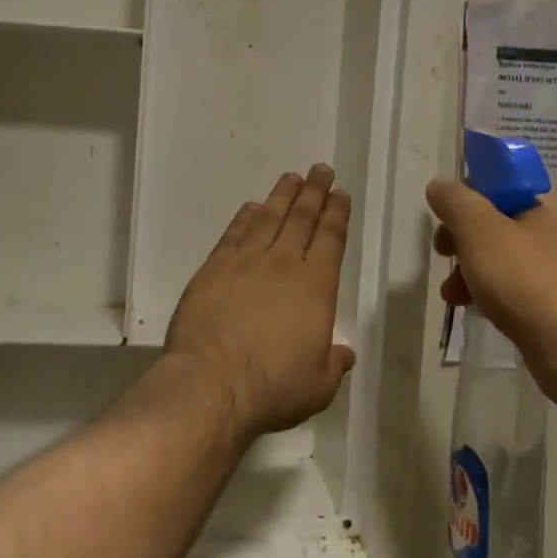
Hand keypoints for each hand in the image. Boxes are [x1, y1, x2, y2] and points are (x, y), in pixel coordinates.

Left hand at [160, 165, 355, 439]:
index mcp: (315, 286)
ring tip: (291, 178)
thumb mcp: (318, 385)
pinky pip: (233, 235)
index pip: (331, 239)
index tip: (340, 195)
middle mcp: (283, 264)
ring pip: (268, 218)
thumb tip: (344, 352)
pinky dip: (244, 218)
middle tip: (320, 170)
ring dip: (281, 196)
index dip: (337, 214)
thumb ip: (333, 363)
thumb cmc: (273, 387)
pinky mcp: (213, 269)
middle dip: (314, 192)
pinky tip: (250, 208)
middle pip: (301, 218)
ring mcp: (245, 263)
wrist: (212, 383)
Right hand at [427, 178, 556, 399]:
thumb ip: (454, 200)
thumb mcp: (479, 229)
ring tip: (454, 294)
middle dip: (467, 242)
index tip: (448, 225)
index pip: (505, 185)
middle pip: (503, 222)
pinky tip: (477, 309)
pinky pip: (524, 286)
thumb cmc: (529, 278)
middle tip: (446, 257)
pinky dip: (498, 293)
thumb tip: (440, 186)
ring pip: (510, 257)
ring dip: (475, 271)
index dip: (469, 202)